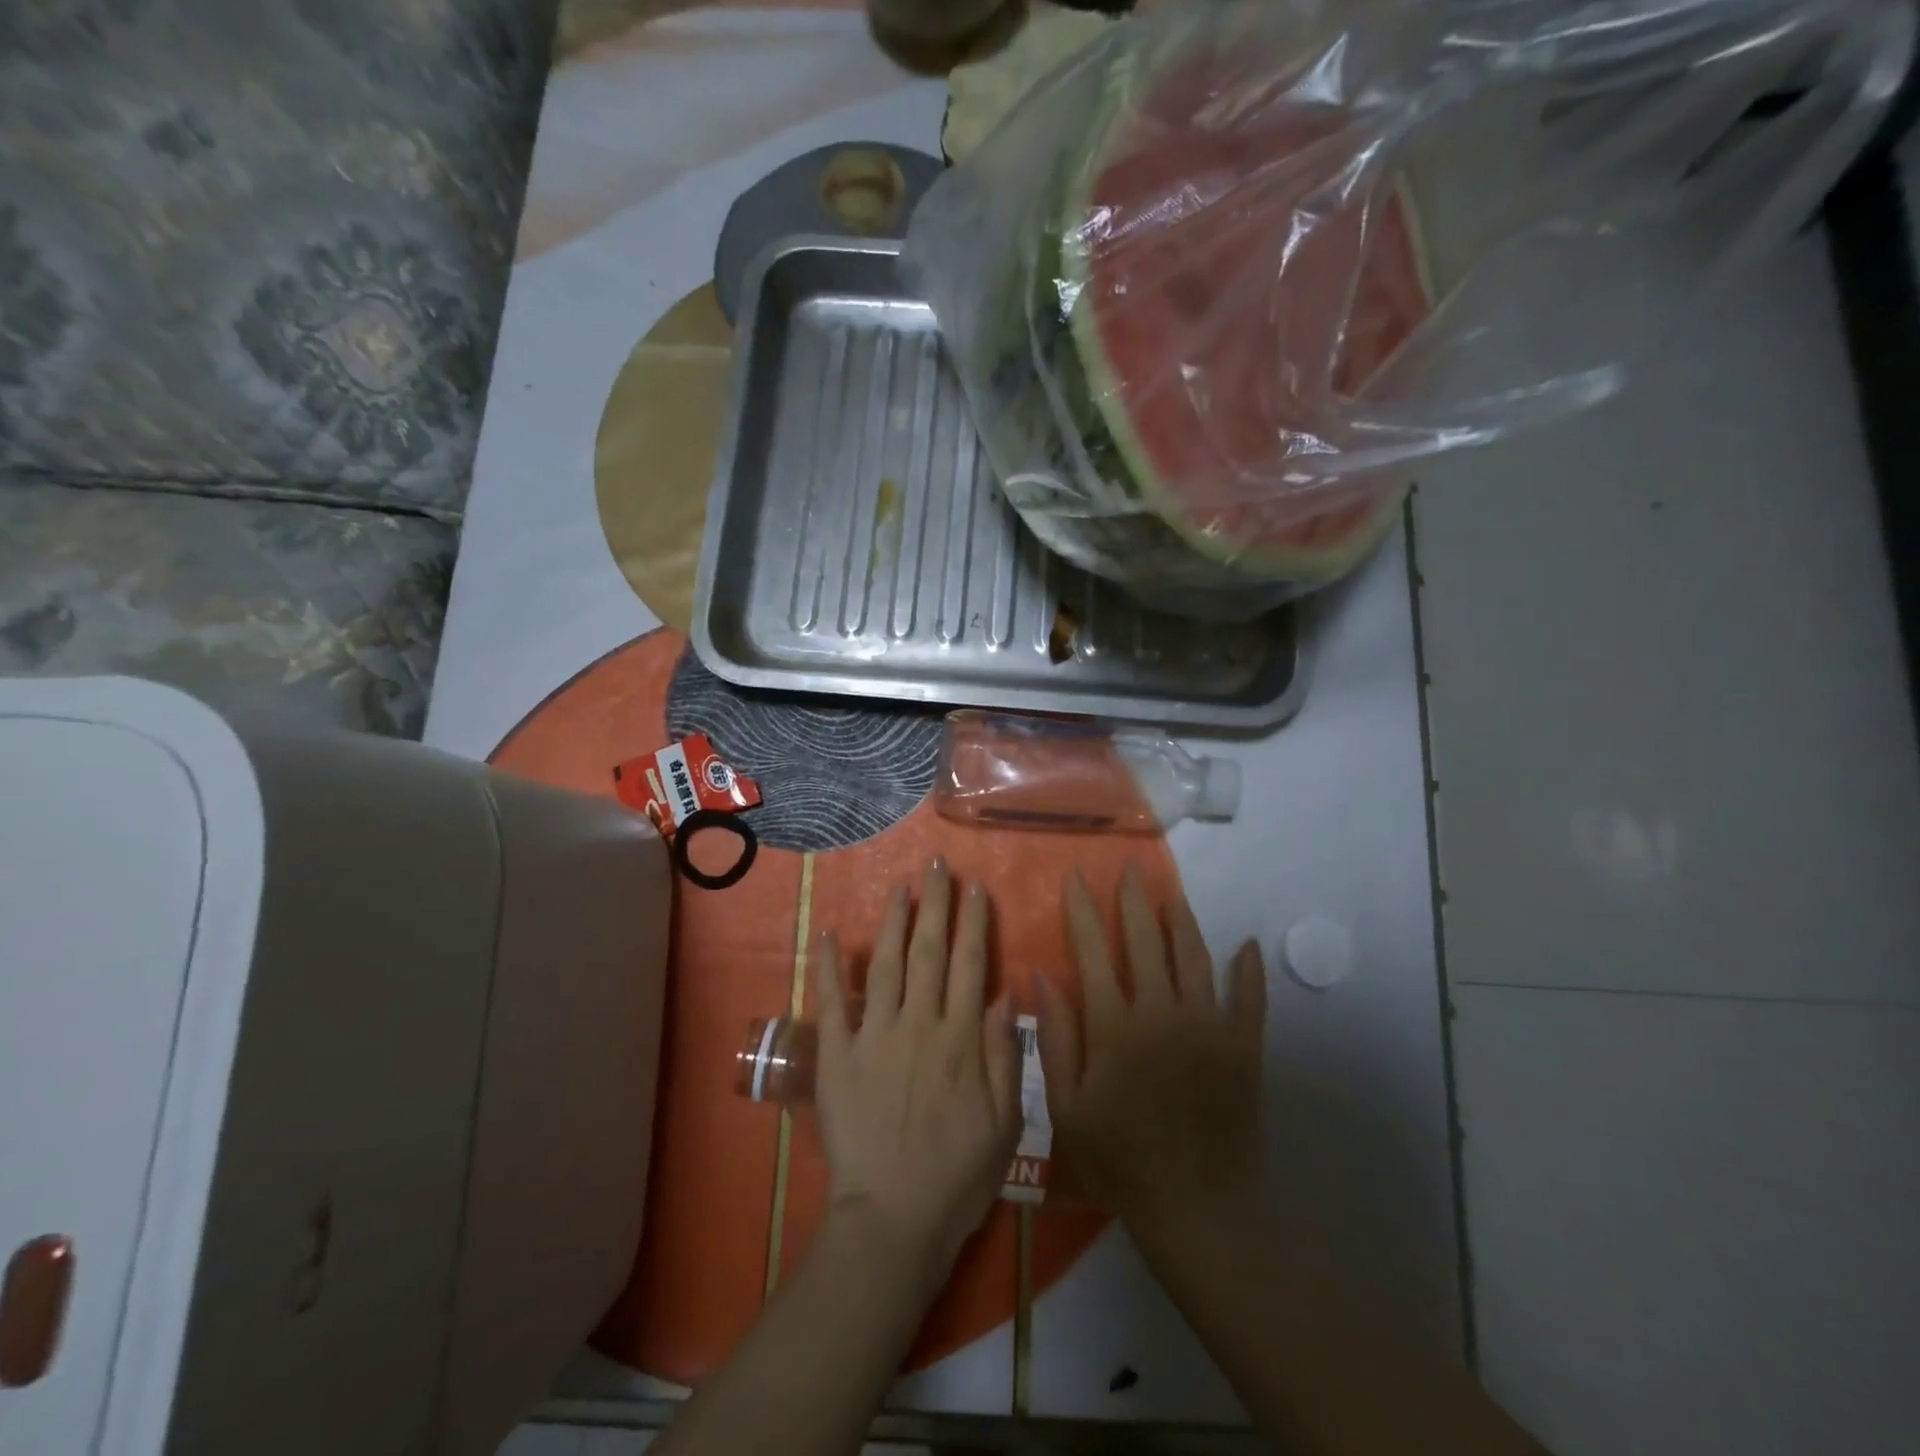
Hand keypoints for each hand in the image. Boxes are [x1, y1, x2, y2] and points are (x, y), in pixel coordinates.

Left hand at [815, 860, 1022, 1282]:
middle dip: (936, 904)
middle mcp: (918, 1024)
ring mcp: (874, 1036)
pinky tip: (828, 935)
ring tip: (901, 887)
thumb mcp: (1004, 1124)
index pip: (971, 965)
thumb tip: (1005, 996)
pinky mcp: (837, 1056)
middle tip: (937, 866)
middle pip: (930, 952)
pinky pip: (832, 1003)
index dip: (975, 923)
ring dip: (894, 922)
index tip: (976, 888)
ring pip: (886, 964)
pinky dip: (828, 967)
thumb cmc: (957, 1176)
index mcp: (960, 1039)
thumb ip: (1004, 1056)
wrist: (892, 1220)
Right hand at [1036, 866, 1266, 1245]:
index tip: (1075, 878)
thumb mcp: (1068, 1108)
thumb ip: (1056, 1039)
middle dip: (1133, 900)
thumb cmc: (1120, 1160)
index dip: (1082, 911)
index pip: (1093, 951)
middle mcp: (1162, 1012)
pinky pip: (1249, 997)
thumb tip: (1043, 977)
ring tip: (1172, 895)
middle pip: (1145, 940)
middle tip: (1130, 869)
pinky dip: (1248, 969)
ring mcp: (1208, 1026)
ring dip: (1182, 921)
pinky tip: (1246, 945)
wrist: (1196, 1210)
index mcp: (1114, 1026)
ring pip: (1194, 956)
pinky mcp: (1243, 1046)